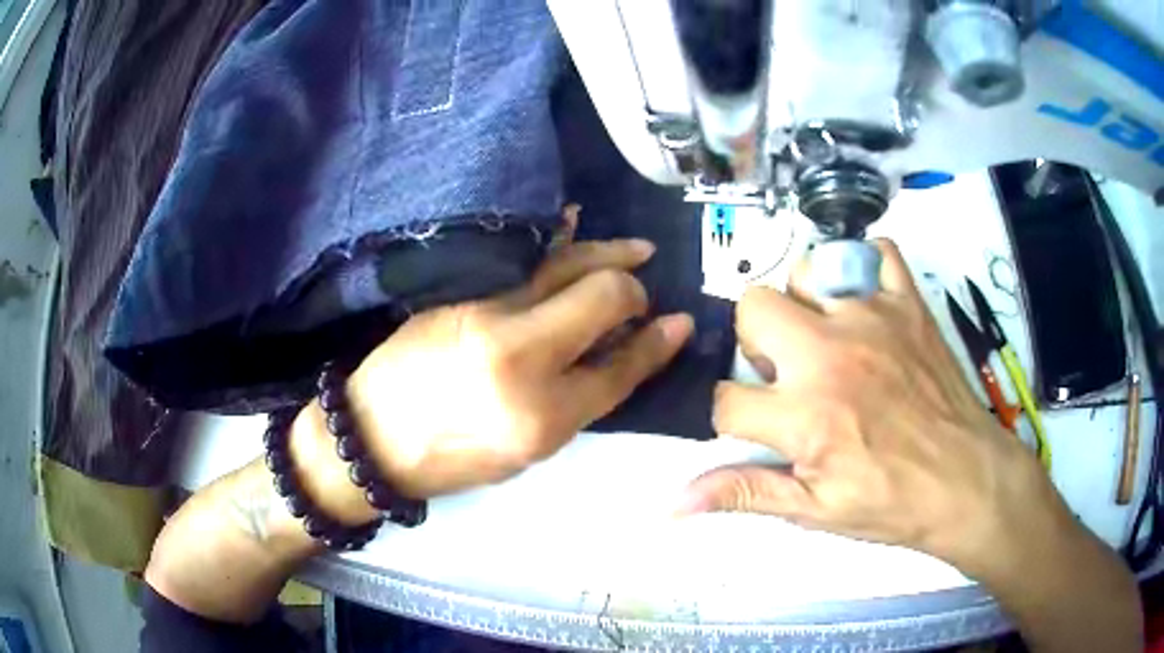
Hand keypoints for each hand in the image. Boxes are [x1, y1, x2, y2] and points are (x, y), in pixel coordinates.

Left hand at [348, 238, 693, 498]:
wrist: (373, 436)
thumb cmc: (452, 458)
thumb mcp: (526, 451)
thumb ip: (577, 401)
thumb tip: (618, 354)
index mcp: (542, 416)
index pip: (619, 368)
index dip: (656, 344)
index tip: (678, 324)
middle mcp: (520, 357)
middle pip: (601, 300)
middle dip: (633, 291)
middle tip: (641, 291)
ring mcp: (486, 314)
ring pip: (565, 266)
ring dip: (608, 254)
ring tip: (635, 250)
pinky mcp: (460, 292)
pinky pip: (522, 258)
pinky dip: (558, 241)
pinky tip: (575, 224)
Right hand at [682, 239, 1059, 569]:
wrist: (966, 480)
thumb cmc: (891, 501)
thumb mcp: (814, 511)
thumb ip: (745, 494)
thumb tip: (673, 503)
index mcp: (804, 414)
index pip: (725, 399)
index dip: (730, 417)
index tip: (756, 427)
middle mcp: (830, 353)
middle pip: (752, 307)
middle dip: (756, 343)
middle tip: (788, 375)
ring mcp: (873, 317)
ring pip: (807, 271)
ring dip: (804, 304)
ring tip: (827, 339)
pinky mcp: (909, 302)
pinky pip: (878, 252)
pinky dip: (865, 268)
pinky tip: (867, 303)